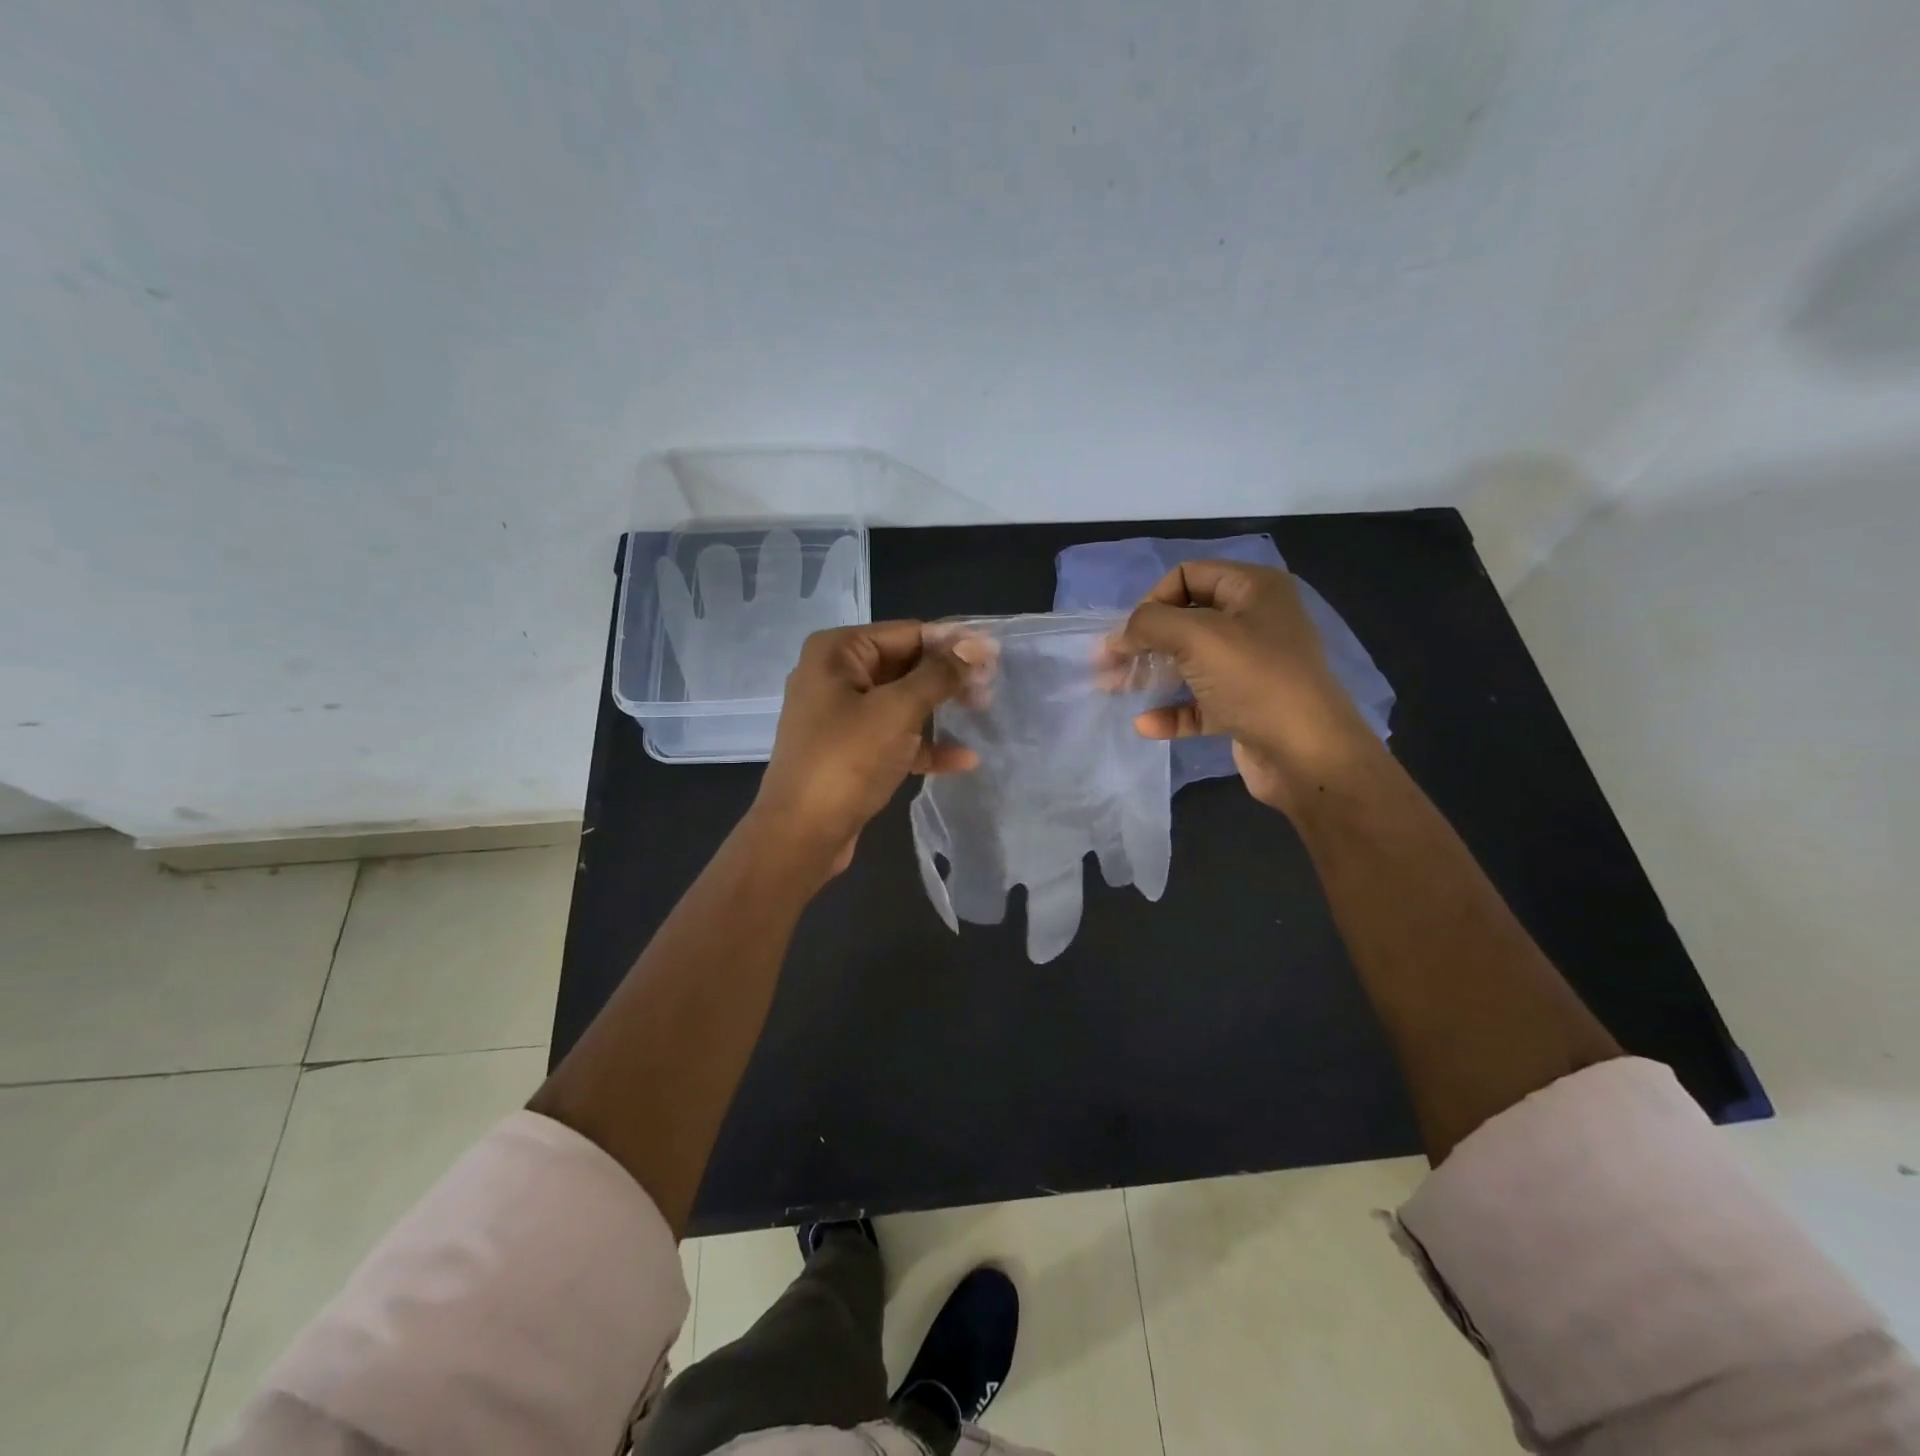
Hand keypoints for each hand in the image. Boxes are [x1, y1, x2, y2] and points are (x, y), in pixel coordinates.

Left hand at [747, 621, 978, 878]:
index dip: (953, 642)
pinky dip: (924, 745)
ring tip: (984, 714)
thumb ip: (939, 675)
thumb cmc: (847, 761)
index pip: (907, 633)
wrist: (800, 835)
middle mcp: (835, 675)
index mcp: (837, 652)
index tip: (996, 656)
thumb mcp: (897, 711)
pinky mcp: (850, 750)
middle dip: (948, 677)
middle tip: (992, 688)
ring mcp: (841, 715)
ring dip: (941, 709)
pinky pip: (894, 736)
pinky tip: (963, 760)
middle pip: (905, 665)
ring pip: (902, 702)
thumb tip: (977, 645)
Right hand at [1110, 561, 1383, 814]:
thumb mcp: (1197, 636)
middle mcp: (1255, 622)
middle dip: (1144, 640)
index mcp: (1253, 589)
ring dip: (1150, 674)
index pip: (1188, 575)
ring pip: (1188, 663)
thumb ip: (1149, 624)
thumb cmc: (1255, 680)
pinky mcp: (1244, 708)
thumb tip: (1119, 636)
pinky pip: (1198, 703)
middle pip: (1184, 620)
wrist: (1308, 755)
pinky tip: (1146, 725)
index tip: (1131, 632)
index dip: (1153, 599)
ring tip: (1114, 689)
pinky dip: (1171, 711)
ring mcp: (1251, 667)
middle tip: (1108, 663)